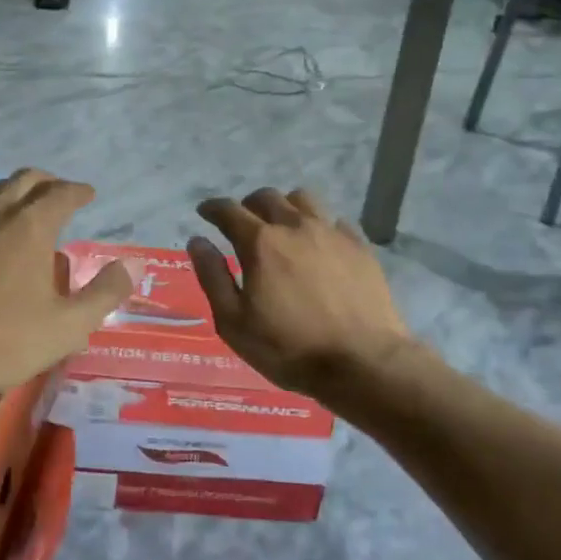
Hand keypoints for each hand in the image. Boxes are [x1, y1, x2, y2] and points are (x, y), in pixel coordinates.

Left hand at [0, 170, 131, 394]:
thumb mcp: (67, 327)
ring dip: (11, 193)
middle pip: (24, 179)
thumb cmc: (1, 341)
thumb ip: (104, 294)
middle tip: (59, 194)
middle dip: (47, 182)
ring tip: (21, 209)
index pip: (62, 193)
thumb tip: (130, 266)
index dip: (78, 191)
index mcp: (30, 225)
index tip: (87, 194)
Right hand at [189, 188, 412, 398]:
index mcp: (260, 242)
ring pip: (303, 200)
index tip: (205, 212)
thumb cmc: (289, 348)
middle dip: (247, 205)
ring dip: (285, 206)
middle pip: (267, 197)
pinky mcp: (359, 246)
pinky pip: (334, 220)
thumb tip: (198, 241)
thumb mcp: (234, 322)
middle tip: (242, 222)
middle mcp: (295, 226)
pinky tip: (319, 243)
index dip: (213, 208)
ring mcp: (331, 233)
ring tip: (282, 225)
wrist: (363, 362)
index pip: (229, 211)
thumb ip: (213, 277)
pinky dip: (319, 224)